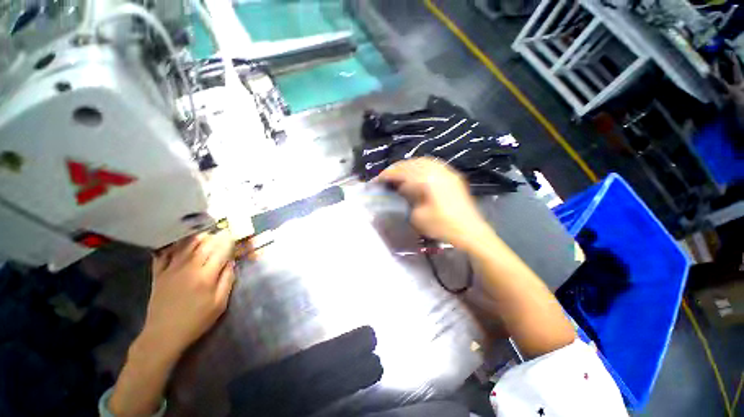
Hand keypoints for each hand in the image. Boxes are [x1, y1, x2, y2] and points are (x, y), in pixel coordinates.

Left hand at [140, 230, 235, 359]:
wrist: (163, 335)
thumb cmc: (196, 320)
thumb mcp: (219, 304)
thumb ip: (227, 280)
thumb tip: (231, 262)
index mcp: (206, 276)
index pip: (220, 251)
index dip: (228, 242)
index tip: (234, 235)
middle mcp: (188, 267)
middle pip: (204, 245)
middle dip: (215, 237)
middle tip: (222, 231)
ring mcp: (171, 269)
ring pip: (185, 246)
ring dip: (197, 237)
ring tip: (206, 233)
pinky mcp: (158, 274)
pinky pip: (164, 254)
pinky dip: (172, 245)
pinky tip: (178, 241)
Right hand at [376, 158, 491, 249]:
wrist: (470, 231)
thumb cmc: (442, 226)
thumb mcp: (417, 216)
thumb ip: (407, 199)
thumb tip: (402, 190)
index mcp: (427, 179)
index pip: (402, 171)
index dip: (387, 174)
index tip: (377, 180)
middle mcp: (437, 170)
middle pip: (412, 163)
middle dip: (397, 168)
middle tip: (386, 177)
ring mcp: (447, 171)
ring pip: (422, 161)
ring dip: (408, 166)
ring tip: (400, 174)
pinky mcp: (452, 176)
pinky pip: (433, 165)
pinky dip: (420, 167)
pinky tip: (417, 175)